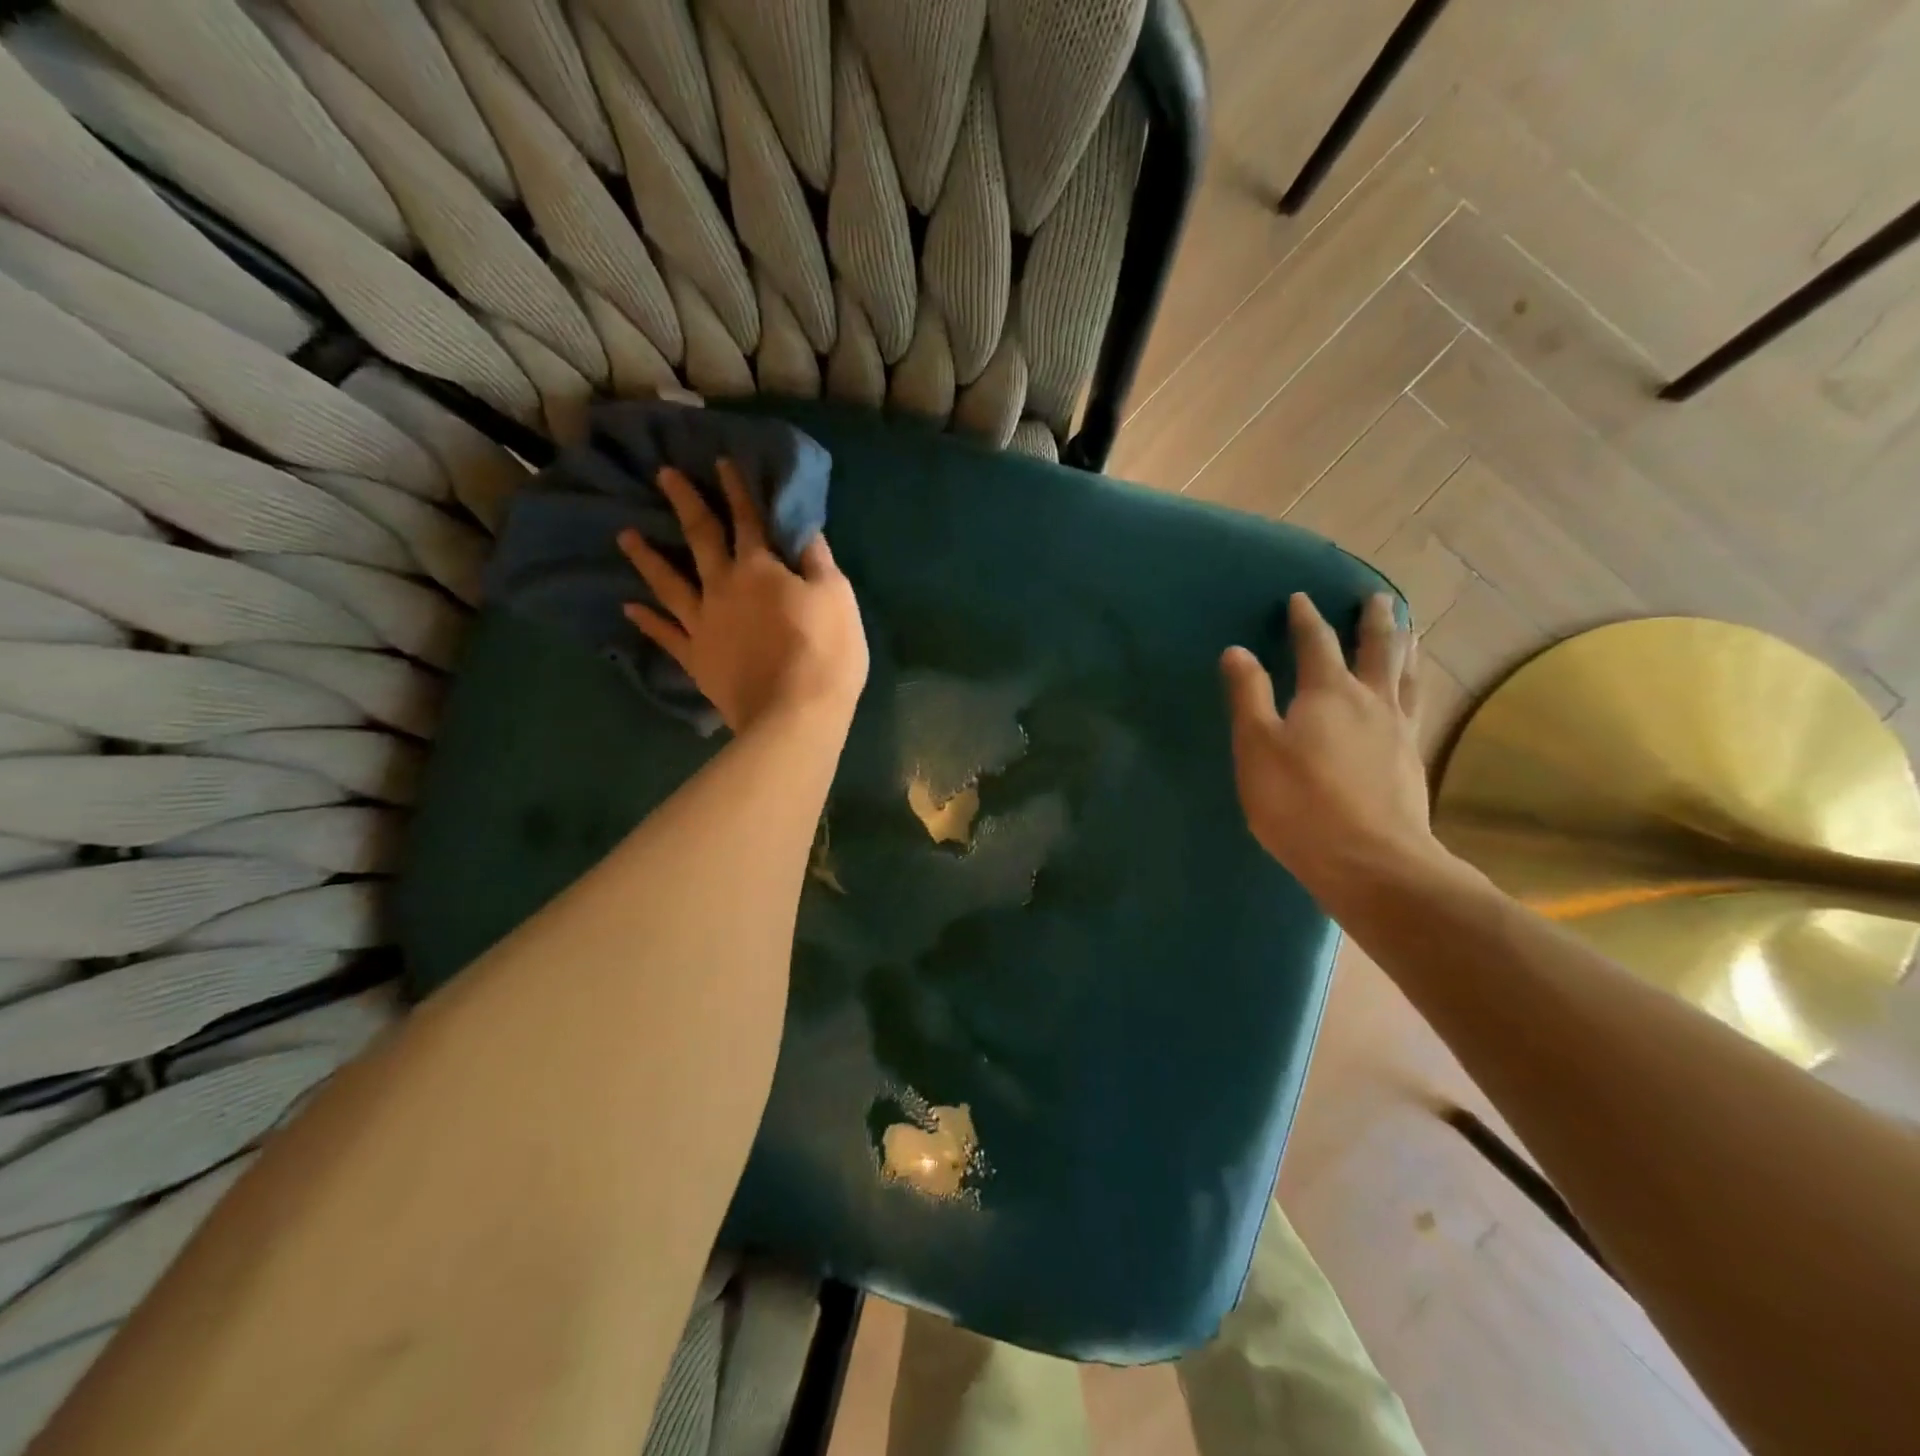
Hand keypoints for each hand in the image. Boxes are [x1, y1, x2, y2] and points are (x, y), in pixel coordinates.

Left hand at [618, 459, 867, 733]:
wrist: (794, 713)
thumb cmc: (825, 652)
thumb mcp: (837, 597)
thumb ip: (817, 561)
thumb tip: (803, 529)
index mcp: (760, 569)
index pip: (748, 519)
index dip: (737, 489)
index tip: (722, 461)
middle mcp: (723, 587)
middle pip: (701, 538)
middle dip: (685, 503)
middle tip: (663, 476)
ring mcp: (703, 623)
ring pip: (669, 583)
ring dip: (647, 557)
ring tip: (625, 536)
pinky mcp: (696, 658)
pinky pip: (666, 635)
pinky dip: (647, 621)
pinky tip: (629, 607)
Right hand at [1221, 592, 1447, 902]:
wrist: (1370, 860)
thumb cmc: (1299, 802)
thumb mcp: (1257, 747)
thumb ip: (1249, 696)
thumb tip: (1237, 651)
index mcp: (1328, 693)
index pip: (1317, 644)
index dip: (1306, 619)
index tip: (1301, 598)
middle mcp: (1371, 701)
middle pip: (1378, 649)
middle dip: (1375, 621)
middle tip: (1379, 597)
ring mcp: (1398, 730)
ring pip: (1407, 675)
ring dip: (1406, 647)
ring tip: (1411, 630)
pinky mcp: (1412, 759)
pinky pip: (1417, 705)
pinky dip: (1416, 685)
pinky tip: (1414, 692)